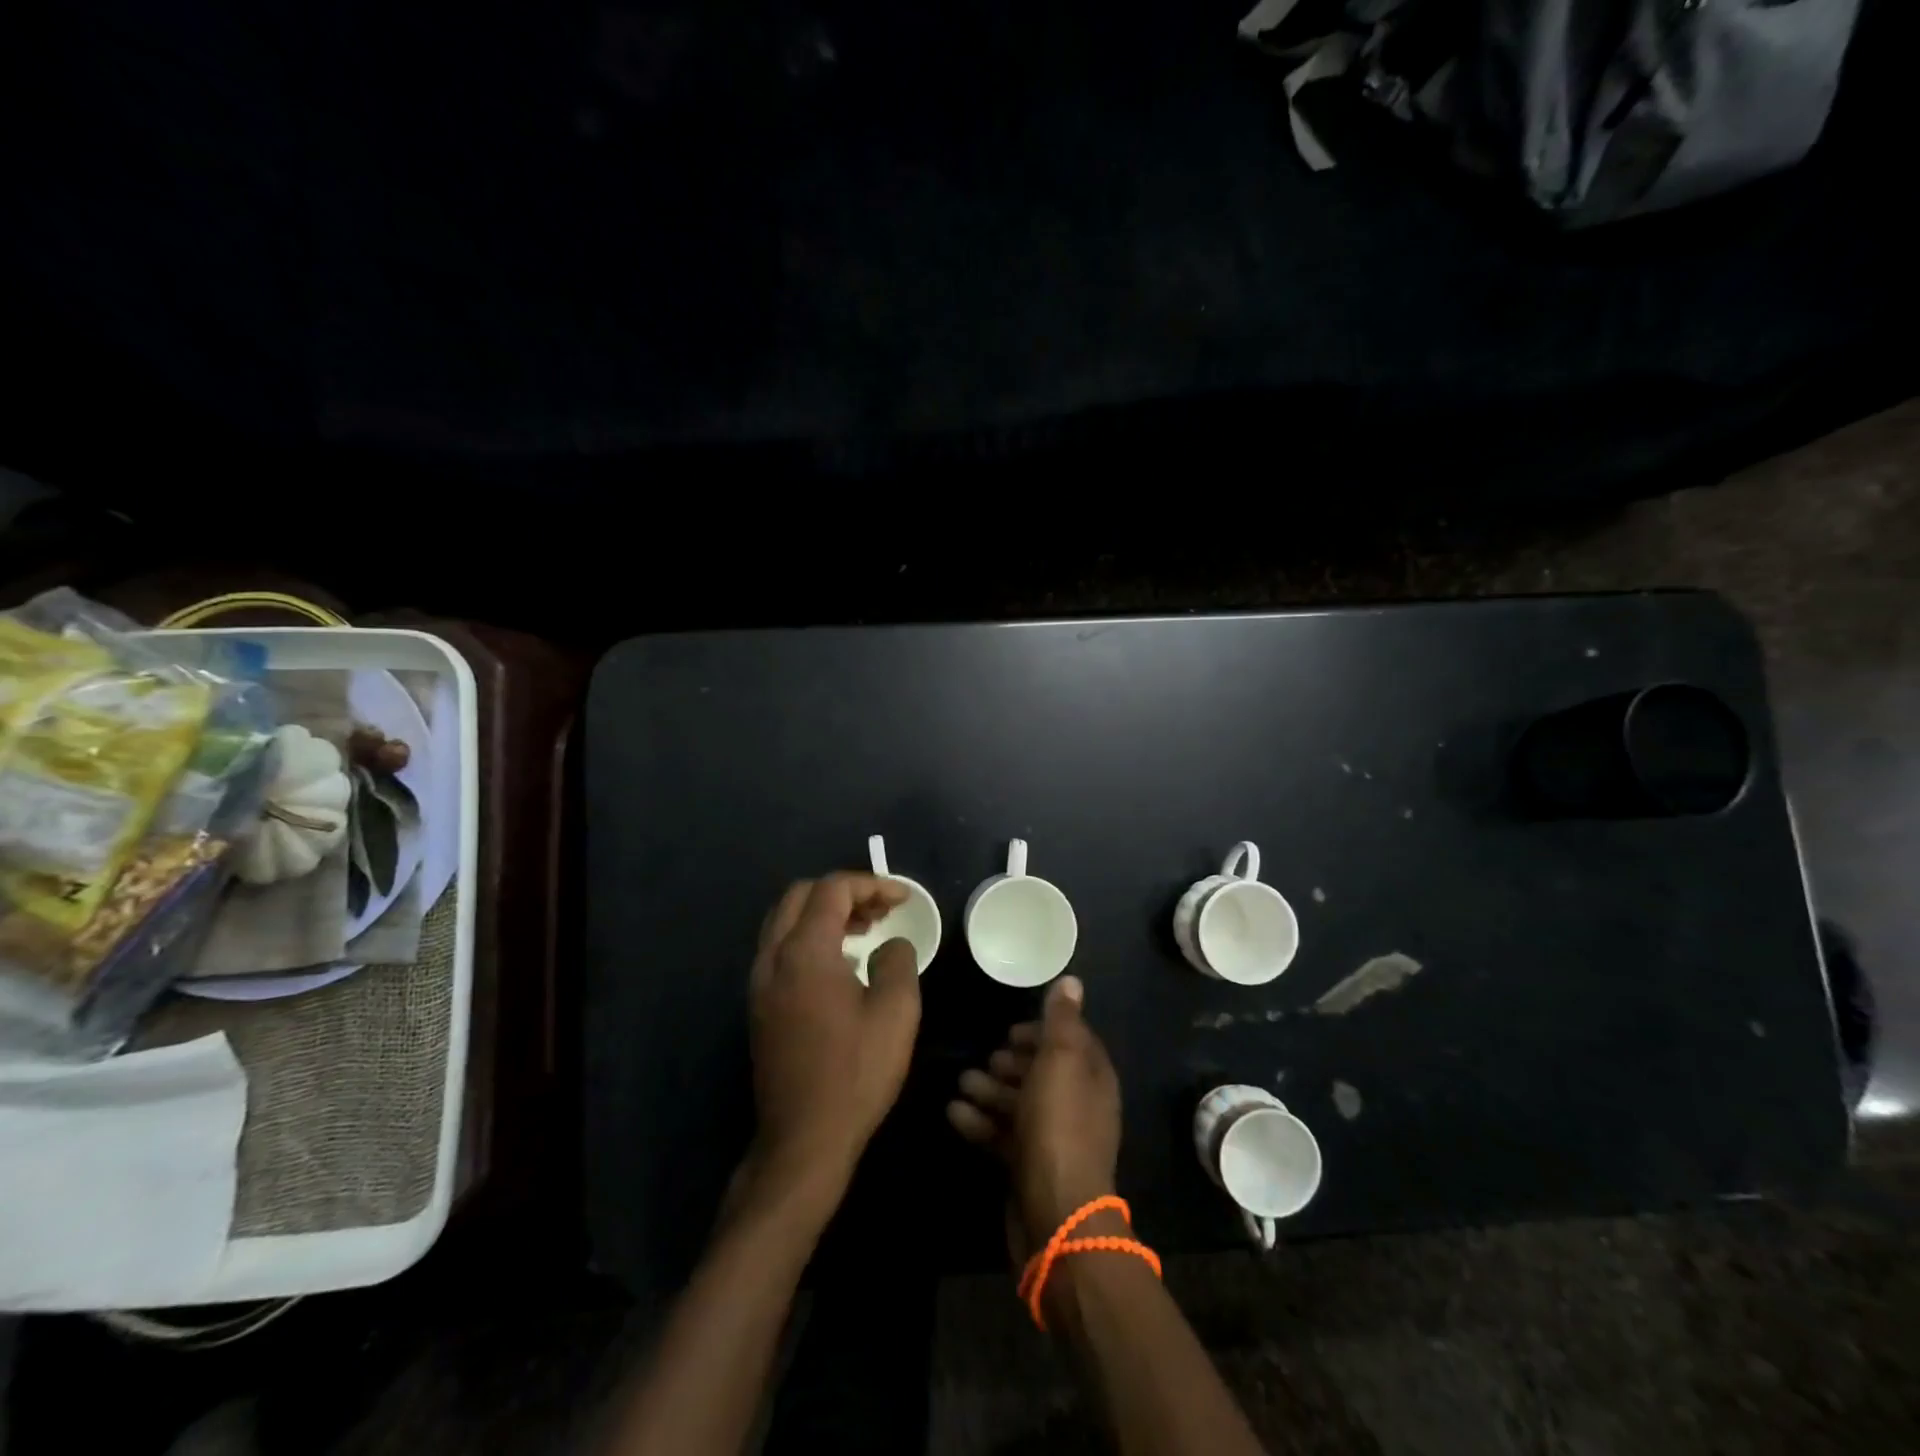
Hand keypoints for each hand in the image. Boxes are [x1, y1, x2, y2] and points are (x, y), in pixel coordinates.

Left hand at [748, 874, 922, 1200]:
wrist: (803, 1140)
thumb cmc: (855, 1073)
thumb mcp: (896, 1012)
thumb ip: (898, 961)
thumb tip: (890, 945)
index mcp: (804, 952)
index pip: (832, 890)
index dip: (871, 884)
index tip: (902, 899)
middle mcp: (773, 958)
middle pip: (800, 896)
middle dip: (843, 892)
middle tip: (880, 910)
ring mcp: (759, 983)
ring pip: (785, 921)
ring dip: (824, 913)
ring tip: (865, 930)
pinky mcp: (759, 1006)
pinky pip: (780, 949)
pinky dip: (809, 937)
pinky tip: (841, 963)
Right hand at [946, 975, 1122, 1254]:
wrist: (1056, 1214)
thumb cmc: (1059, 1126)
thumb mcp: (1060, 1062)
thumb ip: (1062, 1021)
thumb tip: (1072, 981)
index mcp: (1092, 1077)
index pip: (1072, 1041)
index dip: (1043, 1030)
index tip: (1012, 1028)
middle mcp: (1078, 1104)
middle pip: (1043, 1072)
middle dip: (1012, 1062)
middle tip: (986, 1056)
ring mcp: (1054, 1138)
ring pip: (1020, 1102)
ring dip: (991, 1089)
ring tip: (962, 1081)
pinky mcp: (1030, 1165)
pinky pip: (1004, 1134)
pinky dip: (981, 1121)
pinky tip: (955, 1113)